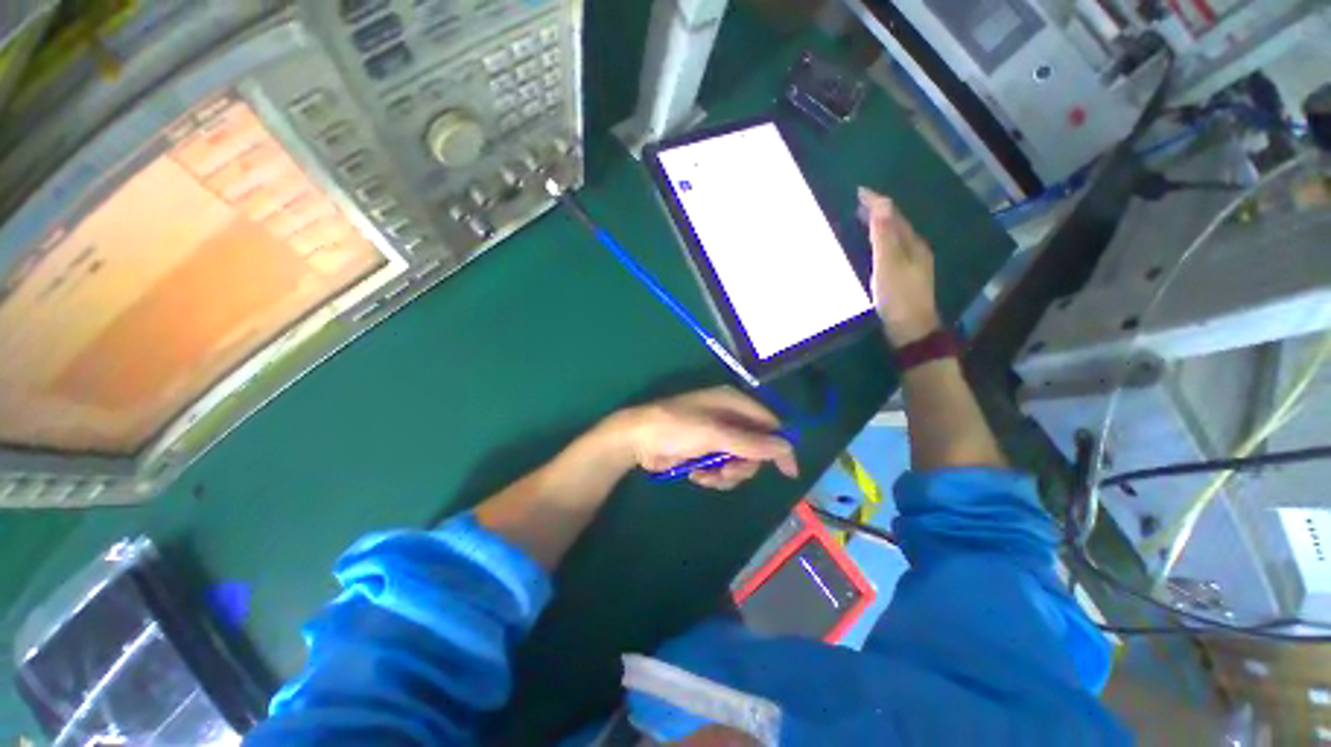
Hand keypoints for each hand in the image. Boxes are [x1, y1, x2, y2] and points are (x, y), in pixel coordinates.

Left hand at [603, 387, 798, 489]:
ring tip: (707, 475)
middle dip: (743, 465)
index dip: (780, 446)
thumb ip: (751, 442)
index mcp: (733, 402)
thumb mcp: (715, 434)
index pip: (770, 423)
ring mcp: (716, 435)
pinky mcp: (704, 451)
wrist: (638, 440)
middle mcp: (729, 416)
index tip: (787, 473)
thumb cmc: (677, 428)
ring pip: (739, 462)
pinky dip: (713, 476)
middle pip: (755, 447)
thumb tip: (787, 447)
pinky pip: (722, 468)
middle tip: (726, 473)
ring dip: (726, 474)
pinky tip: (697, 475)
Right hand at [859, 188, 939, 346]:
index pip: (893, 215)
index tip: (858, 192)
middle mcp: (915, 249)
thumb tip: (882, 203)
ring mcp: (912, 264)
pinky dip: (880, 242)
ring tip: (863, 222)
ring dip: (879, 227)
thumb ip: (883, 236)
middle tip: (858, 205)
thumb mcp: (887, 264)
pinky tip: (874, 249)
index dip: (877, 202)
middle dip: (878, 212)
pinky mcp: (906, 277)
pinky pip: (892, 250)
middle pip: (896, 224)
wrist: (911, 328)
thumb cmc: (897, 296)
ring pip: (895, 238)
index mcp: (912, 243)